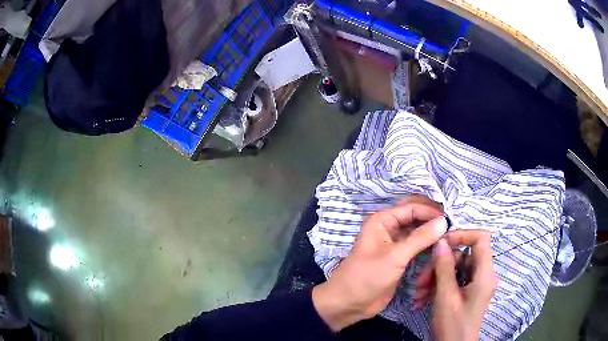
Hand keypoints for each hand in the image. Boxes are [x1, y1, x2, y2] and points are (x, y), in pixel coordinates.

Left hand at [312, 196, 447, 330]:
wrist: (350, 303)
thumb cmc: (367, 277)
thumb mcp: (394, 257)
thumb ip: (420, 238)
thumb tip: (444, 221)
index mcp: (382, 221)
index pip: (412, 208)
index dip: (431, 212)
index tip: (451, 219)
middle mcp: (389, 228)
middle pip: (415, 218)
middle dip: (432, 220)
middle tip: (453, 225)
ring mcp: (395, 244)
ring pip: (418, 232)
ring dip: (432, 233)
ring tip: (451, 235)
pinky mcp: (400, 258)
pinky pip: (417, 247)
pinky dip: (428, 246)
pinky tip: (441, 247)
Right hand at [415, 230, 497, 340]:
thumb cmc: (453, 325)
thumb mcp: (446, 297)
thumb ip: (444, 268)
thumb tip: (441, 242)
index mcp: (484, 273)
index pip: (481, 238)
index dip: (462, 235)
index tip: (441, 243)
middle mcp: (483, 275)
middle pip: (463, 255)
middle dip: (439, 265)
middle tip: (420, 281)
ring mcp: (474, 284)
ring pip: (455, 268)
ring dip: (434, 279)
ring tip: (418, 295)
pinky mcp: (466, 292)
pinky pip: (453, 280)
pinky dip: (437, 287)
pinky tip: (422, 300)